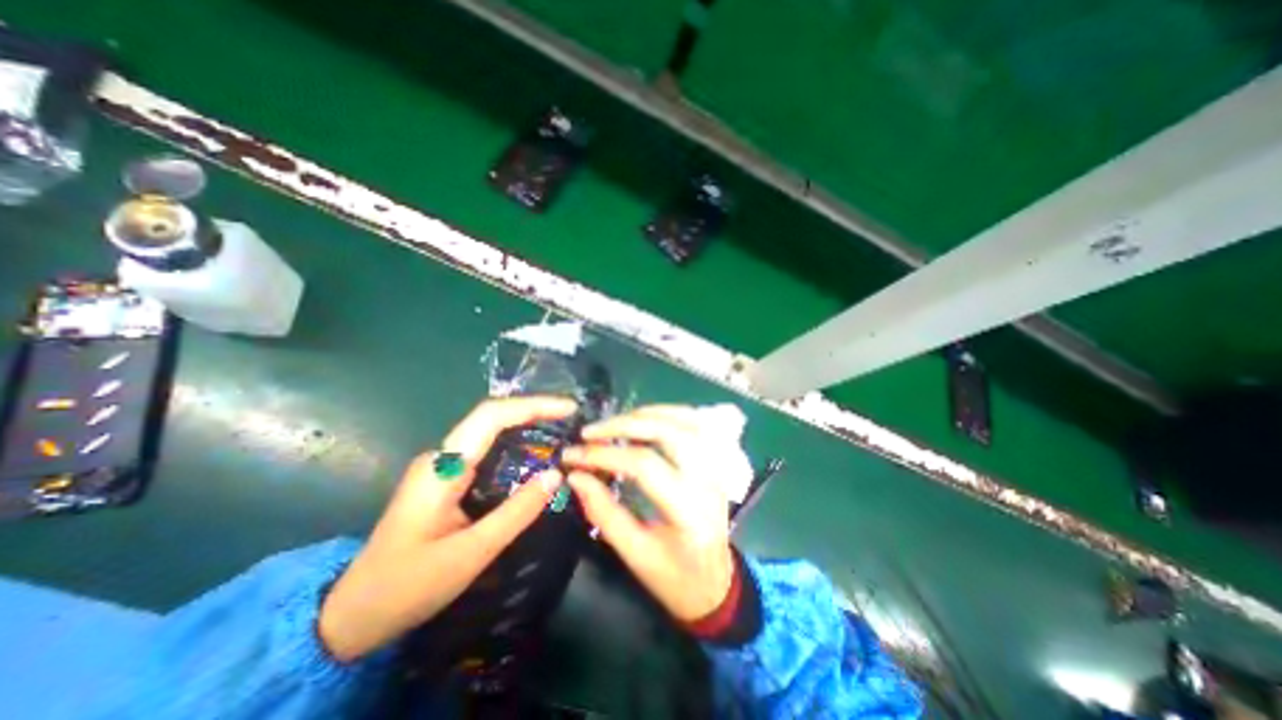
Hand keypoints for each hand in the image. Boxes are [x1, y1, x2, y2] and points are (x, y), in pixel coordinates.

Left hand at [319, 395, 576, 661]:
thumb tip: (556, 475)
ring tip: (560, 430)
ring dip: (525, 424)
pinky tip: (534, 454)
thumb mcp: (471, 552)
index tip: (568, 408)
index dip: (533, 406)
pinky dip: (514, 443)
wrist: (352, 615)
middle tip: (571, 418)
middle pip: (492, 416)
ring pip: (489, 430)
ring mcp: (441, 465)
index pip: (492, 416)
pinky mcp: (446, 477)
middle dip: (534, 410)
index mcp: (443, 467)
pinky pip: (486, 448)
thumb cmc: (409, 586)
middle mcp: (441, 456)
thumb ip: (517, 512)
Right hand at [563, 405, 753, 624]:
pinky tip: (647, 417)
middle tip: (590, 432)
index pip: (644, 465)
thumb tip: (576, 476)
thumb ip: (604, 513)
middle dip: (624, 424)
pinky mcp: (717, 460)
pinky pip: (696, 422)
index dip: (605, 455)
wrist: (717, 583)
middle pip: (668, 432)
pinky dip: (668, 412)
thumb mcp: (635, 555)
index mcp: (689, 511)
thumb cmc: (674, 578)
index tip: (573, 455)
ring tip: (614, 422)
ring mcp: (717, 465)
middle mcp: (708, 479)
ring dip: (647, 413)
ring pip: (685, 419)